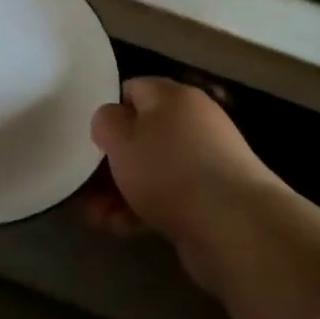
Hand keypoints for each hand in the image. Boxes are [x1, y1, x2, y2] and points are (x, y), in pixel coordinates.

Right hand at [87, 77, 281, 290]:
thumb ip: (105, 121)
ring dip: (120, 191)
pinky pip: (168, 196)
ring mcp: (205, 162)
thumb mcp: (121, 138)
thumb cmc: (169, 170)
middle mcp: (193, 122)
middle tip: (84, 185)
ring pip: (152, 170)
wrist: (235, 226)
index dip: (108, 112)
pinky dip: (143, 208)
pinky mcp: (211, 199)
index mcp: (174, 96)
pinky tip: (119, 228)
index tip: (90, 139)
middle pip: (142, 134)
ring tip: (94, 216)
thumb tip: (111, 121)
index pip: (133, 89)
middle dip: (111, 162)